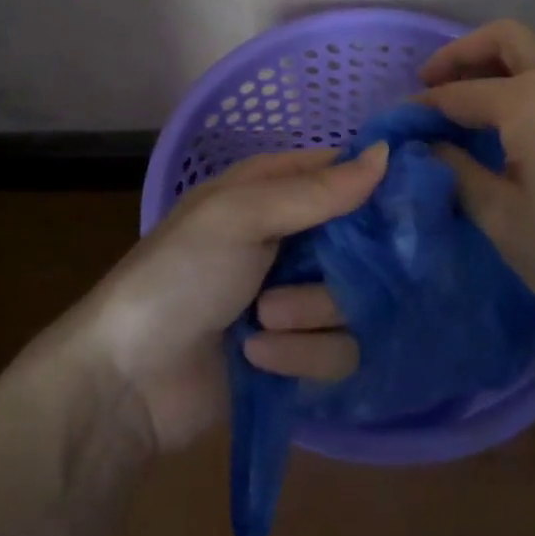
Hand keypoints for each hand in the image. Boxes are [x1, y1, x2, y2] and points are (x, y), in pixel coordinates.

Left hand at [64, 145, 388, 453]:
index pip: (345, 172)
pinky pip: (339, 350)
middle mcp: (292, 238)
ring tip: (263, 321)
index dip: (375, 184)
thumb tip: (388, 153)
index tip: (406, 203)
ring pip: (355, 299)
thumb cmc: (180, 276)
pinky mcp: (301, 353)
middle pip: (363, 242)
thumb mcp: (239, 217)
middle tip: (311, 273)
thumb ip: (315, 191)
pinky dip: (300, 355)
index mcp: (272, 191)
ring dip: (309, 314)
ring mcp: (298, 296)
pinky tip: (258, 357)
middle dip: (340, 267)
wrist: (128, 382)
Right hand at [417, 19, 534, 346]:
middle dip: (462, 53)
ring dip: (502, 56)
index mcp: (532, 100)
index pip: (461, 92)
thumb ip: (457, 172)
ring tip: (473, 91)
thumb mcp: (503, 219)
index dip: (425, 106)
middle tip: (431, 83)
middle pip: (506, 38)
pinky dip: (533, 71)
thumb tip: (426, 148)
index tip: (398, 121)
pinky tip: (520, 113)